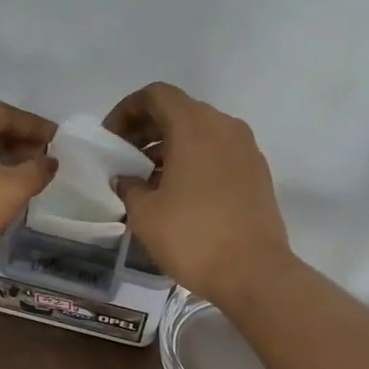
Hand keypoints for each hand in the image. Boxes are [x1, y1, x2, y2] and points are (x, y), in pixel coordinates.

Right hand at [105, 82, 290, 306]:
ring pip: (200, 133)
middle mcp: (224, 127)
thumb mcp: (144, 213)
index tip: (111, 139)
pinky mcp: (257, 173)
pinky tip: (177, 193)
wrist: (254, 273)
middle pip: (179, 111)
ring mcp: (246, 150)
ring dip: (169, 146)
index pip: (156, 95)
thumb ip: (128, 185)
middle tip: (123, 158)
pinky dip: (193, 160)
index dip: (126, 110)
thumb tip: (126, 178)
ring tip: (147, 179)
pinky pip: (218, 153)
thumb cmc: (192, 237)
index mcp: (195, 126)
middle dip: (146, 129)